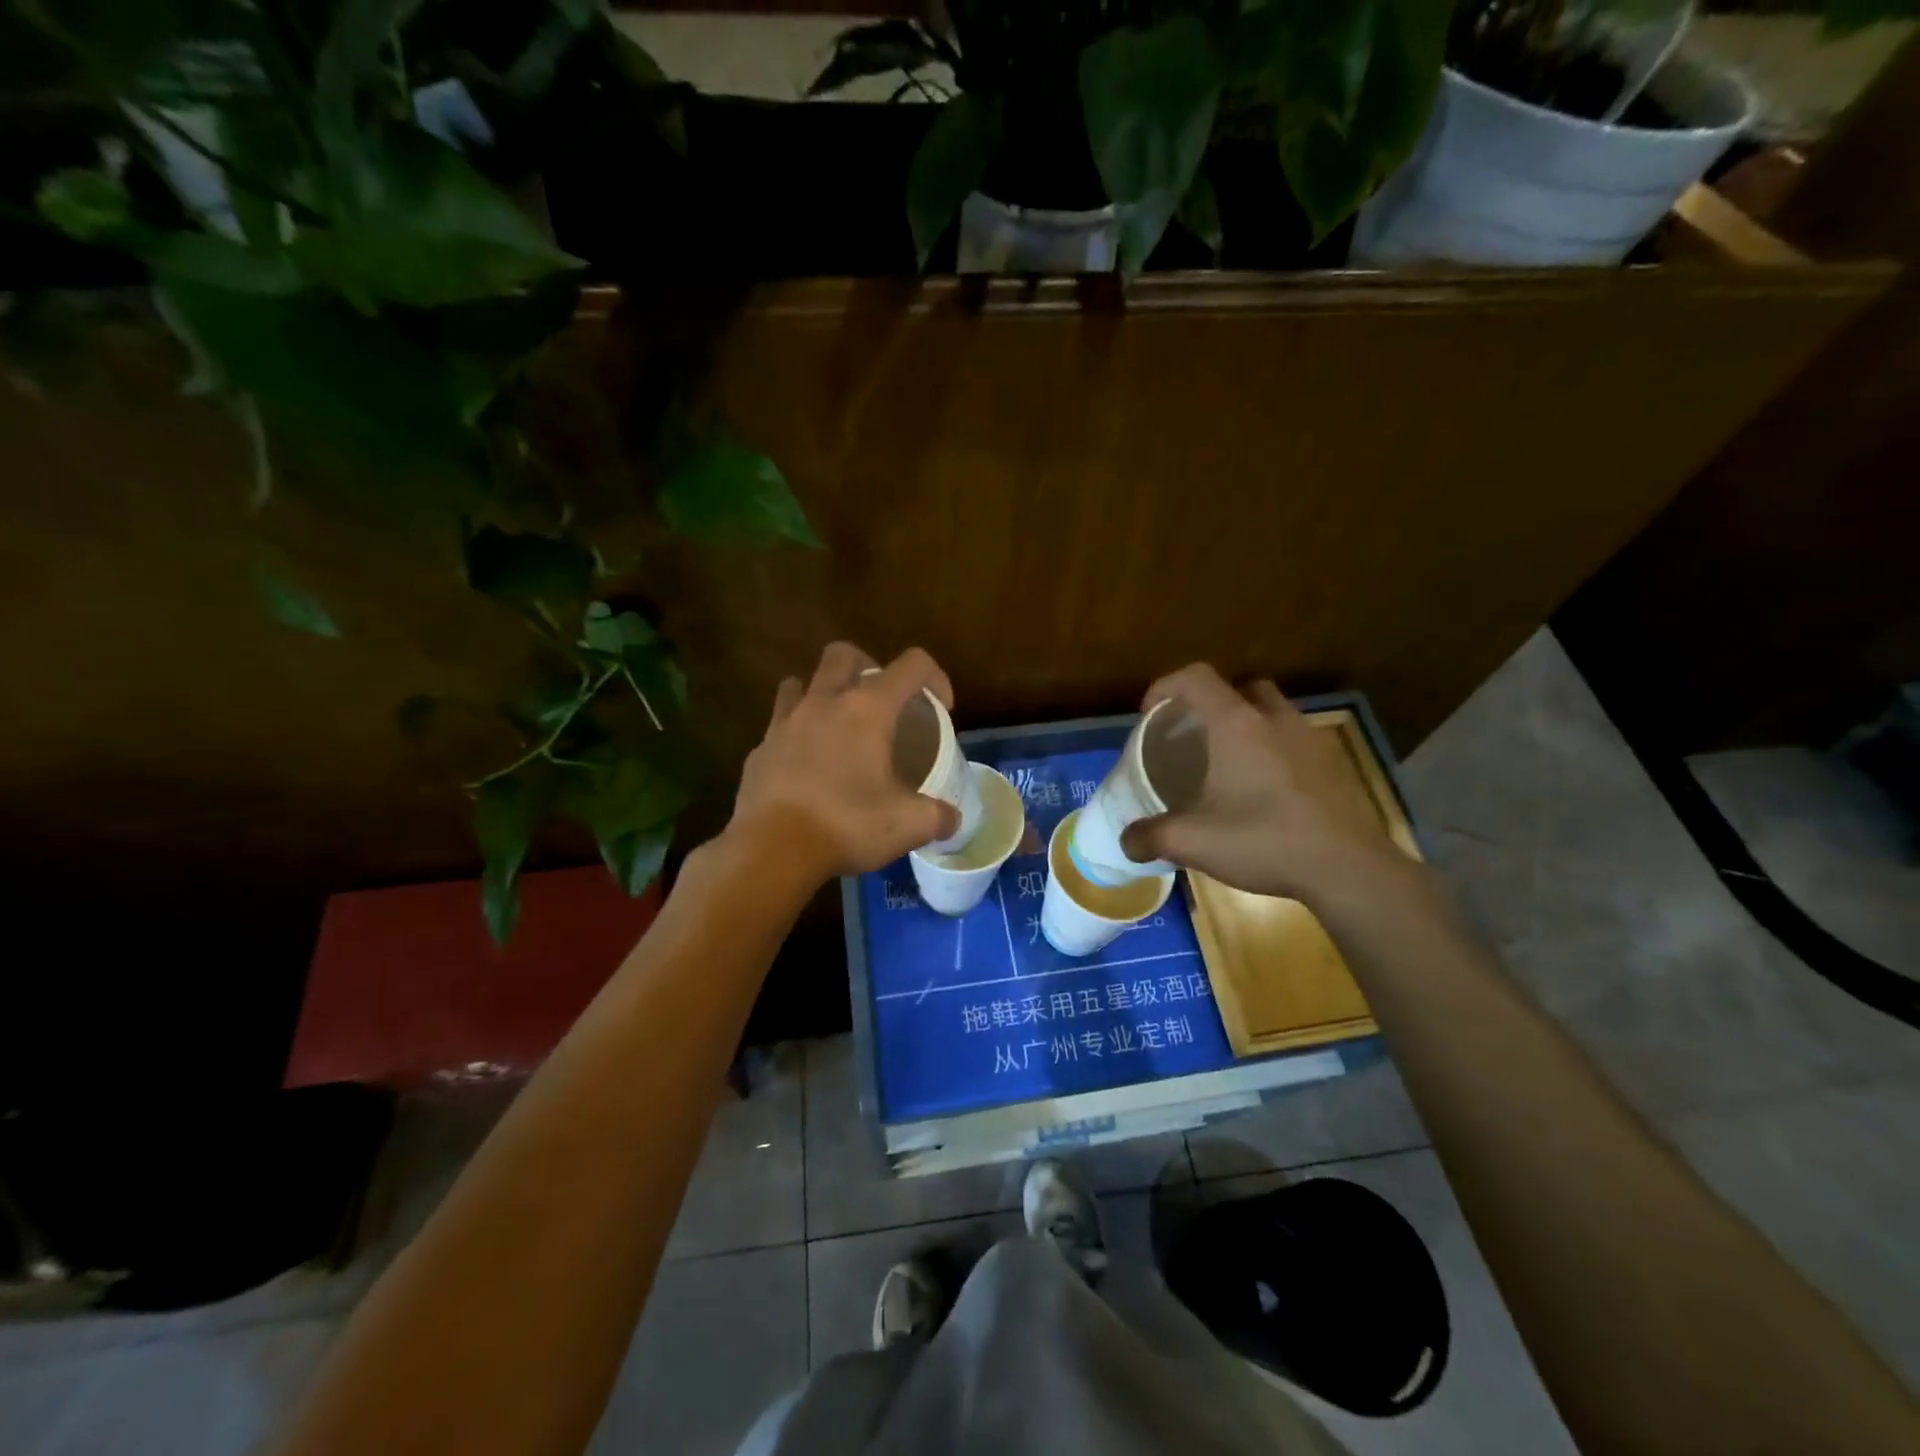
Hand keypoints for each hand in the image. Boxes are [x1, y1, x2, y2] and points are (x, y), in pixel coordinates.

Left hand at [729, 642, 960, 880]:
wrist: (772, 849)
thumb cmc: (847, 824)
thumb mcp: (909, 825)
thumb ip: (938, 816)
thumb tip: (952, 819)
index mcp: (867, 709)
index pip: (912, 665)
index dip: (935, 677)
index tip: (941, 708)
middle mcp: (824, 702)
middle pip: (844, 654)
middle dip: (867, 666)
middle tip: (882, 703)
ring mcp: (785, 723)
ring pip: (801, 682)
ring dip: (821, 693)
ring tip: (837, 724)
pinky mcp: (760, 749)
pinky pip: (779, 725)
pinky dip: (796, 733)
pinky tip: (806, 765)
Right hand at [1120, 664, 1413, 906]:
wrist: (1348, 869)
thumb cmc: (1265, 840)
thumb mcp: (1195, 842)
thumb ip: (1152, 836)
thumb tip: (1126, 842)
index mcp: (1237, 725)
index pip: (1196, 678)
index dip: (1166, 686)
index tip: (1150, 714)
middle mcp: (1276, 720)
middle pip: (1241, 688)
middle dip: (1214, 703)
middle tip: (1196, 736)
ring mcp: (1311, 740)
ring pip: (1274, 713)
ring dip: (1249, 726)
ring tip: (1230, 765)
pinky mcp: (1334, 766)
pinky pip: (1296, 742)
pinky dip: (1275, 753)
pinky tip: (1266, 792)